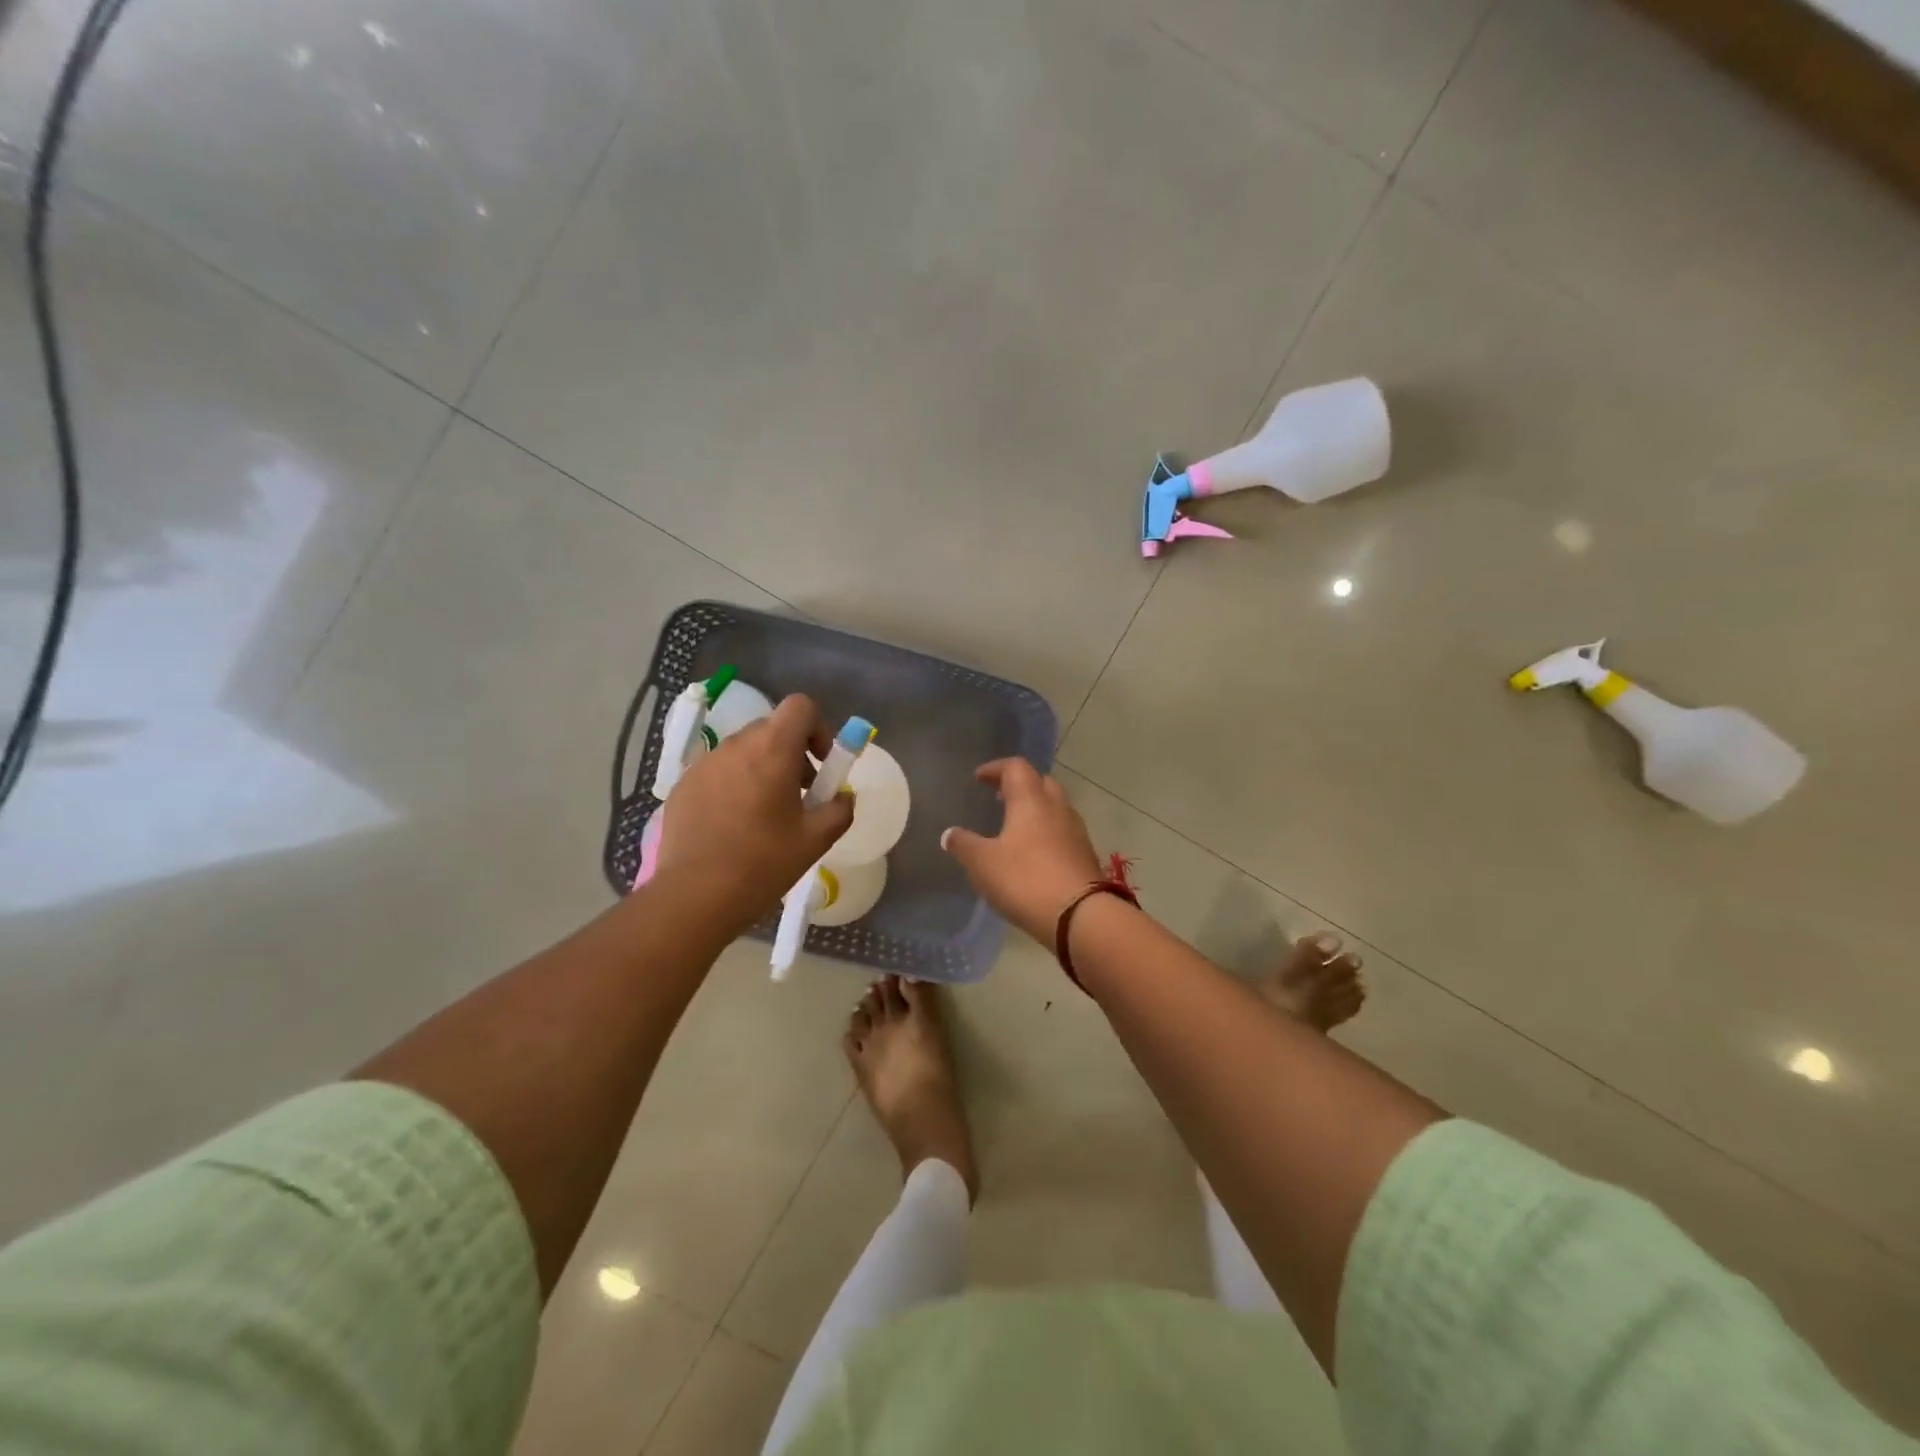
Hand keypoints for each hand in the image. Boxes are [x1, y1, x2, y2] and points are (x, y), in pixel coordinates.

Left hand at [655, 694, 853, 933]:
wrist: (694, 896)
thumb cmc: (763, 863)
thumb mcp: (816, 840)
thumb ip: (839, 809)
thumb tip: (842, 796)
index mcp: (772, 750)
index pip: (800, 706)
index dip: (818, 728)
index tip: (821, 764)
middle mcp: (736, 746)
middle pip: (772, 729)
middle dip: (793, 753)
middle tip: (800, 794)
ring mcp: (704, 764)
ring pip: (744, 751)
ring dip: (762, 769)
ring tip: (765, 815)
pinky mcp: (683, 785)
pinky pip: (718, 772)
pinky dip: (734, 786)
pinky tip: (733, 827)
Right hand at [941, 758, 1103, 942]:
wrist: (1080, 915)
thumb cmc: (1025, 880)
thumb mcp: (983, 864)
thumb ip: (964, 845)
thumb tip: (950, 834)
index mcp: (1031, 801)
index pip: (1016, 767)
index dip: (996, 768)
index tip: (980, 778)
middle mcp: (1057, 808)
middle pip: (1041, 782)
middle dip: (1020, 785)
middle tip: (1000, 797)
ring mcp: (1076, 831)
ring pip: (1056, 807)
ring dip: (1036, 808)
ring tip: (1015, 825)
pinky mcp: (1085, 855)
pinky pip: (1064, 831)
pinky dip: (1047, 831)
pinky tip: (1034, 852)